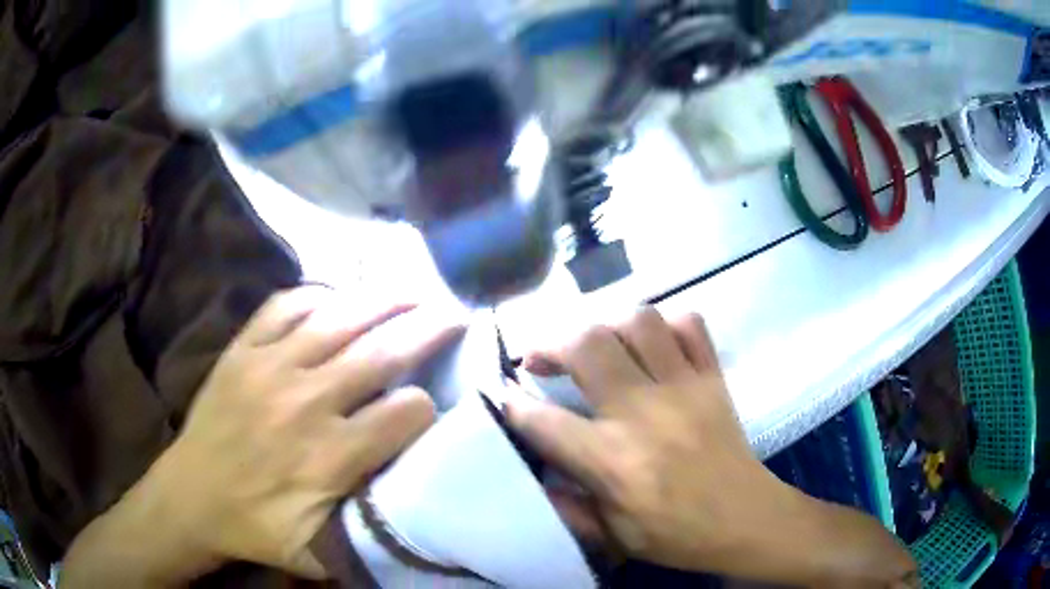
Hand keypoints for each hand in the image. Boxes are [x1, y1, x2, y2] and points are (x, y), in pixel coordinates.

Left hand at [135, 287, 463, 578]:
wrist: (191, 497)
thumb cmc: (256, 527)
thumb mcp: (319, 551)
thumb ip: (368, 530)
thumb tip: (414, 499)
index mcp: (328, 457)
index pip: (404, 414)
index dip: (427, 407)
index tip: (433, 407)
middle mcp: (305, 402)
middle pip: (381, 353)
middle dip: (427, 330)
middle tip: (454, 313)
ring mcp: (269, 367)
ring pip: (340, 318)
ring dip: (384, 301)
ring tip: (413, 290)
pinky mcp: (242, 350)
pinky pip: (285, 305)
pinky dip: (317, 294)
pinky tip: (337, 297)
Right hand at [508, 307, 914, 585]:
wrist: (747, 519)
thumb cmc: (676, 534)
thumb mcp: (611, 536)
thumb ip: (567, 504)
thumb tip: (536, 468)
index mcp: (614, 462)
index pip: (544, 420)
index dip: (513, 402)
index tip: (502, 393)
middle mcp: (645, 413)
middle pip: (587, 345)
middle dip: (550, 342)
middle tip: (540, 357)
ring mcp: (685, 388)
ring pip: (638, 321)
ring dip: (606, 326)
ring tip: (596, 345)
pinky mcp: (714, 378)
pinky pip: (690, 325)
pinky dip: (666, 322)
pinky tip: (652, 342)